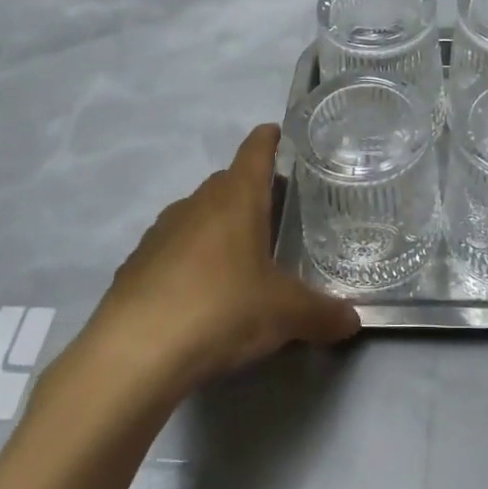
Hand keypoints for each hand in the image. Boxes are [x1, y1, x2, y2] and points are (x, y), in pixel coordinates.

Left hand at [56, 125, 360, 404]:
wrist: (133, 355)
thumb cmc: (222, 310)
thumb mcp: (285, 315)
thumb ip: (322, 314)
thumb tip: (354, 321)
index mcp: (237, 198)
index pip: (255, 150)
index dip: (269, 138)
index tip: (278, 132)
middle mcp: (197, 203)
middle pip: (227, 182)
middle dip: (250, 190)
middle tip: (276, 211)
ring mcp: (160, 233)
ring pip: (197, 215)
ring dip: (217, 225)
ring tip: (239, 256)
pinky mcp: (134, 265)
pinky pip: (171, 249)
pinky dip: (188, 259)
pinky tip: (198, 293)